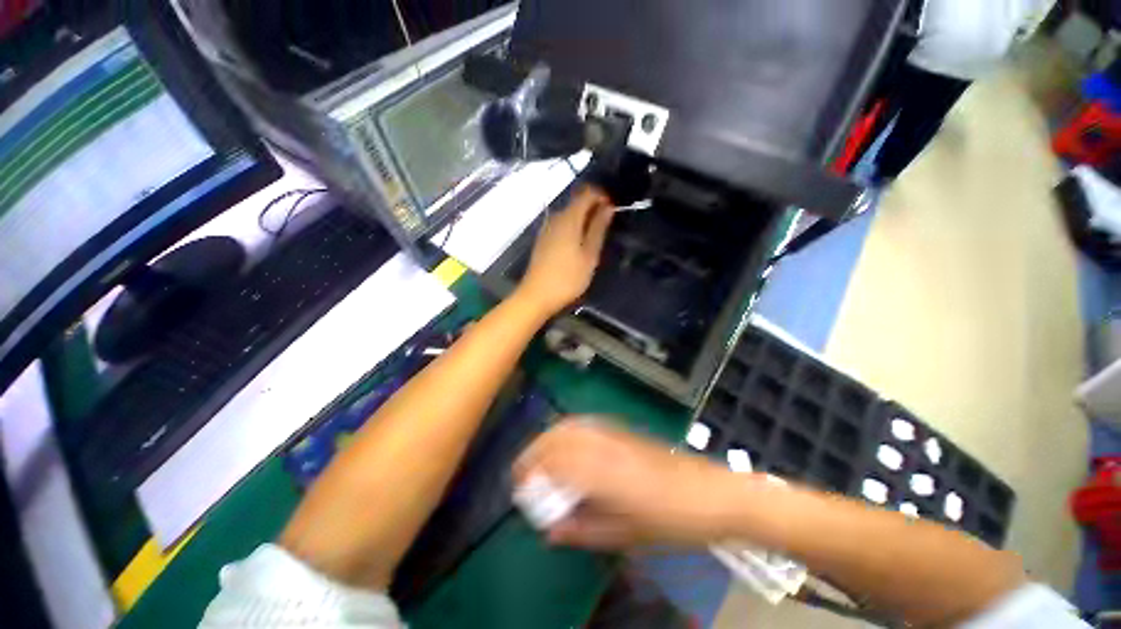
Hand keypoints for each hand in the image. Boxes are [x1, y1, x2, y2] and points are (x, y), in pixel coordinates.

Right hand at [513, 419, 747, 549]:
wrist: (710, 493)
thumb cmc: (671, 521)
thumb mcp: (627, 536)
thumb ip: (584, 531)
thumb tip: (550, 531)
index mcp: (602, 472)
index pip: (554, 461)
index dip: (531, 472)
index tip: (518, 488)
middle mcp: (603, 444)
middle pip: (557, 436)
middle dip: (534, 451)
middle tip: (523, 473)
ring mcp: (614, 433)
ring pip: (570, 425)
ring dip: (548, 439)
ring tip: (539, 459)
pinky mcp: (622, 430)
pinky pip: (585, 424)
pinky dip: (566, 431)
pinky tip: (566, 446)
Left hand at [515, 187, 614, 317]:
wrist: (536, 295)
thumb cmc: (568, 277)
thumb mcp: (589, 255)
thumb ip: (598, 228)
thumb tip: (607, 207)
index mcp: (569, 218)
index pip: (587, 193)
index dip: (601, 196)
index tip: (612, 209)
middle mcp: (555, 218)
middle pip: (576, 202)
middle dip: (593, 207)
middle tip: (607, 225)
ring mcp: (546, 229)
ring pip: (568, 214)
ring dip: (583, 219)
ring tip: (595, 236)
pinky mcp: (542, 240)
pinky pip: (561, 225)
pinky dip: (573, 227)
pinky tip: (578, 244)